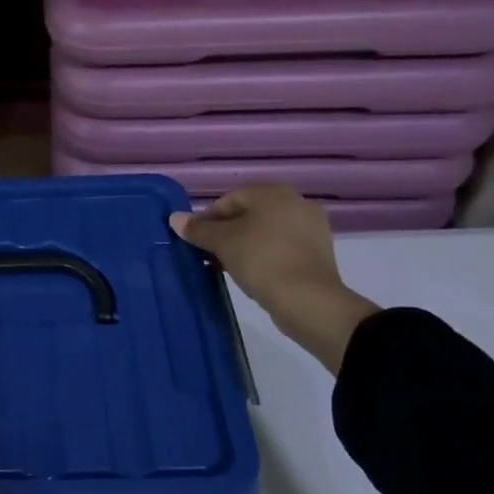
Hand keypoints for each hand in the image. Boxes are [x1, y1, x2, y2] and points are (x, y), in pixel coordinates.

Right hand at [171, 186, 378, 373]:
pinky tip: (251, 275)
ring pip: (264, 233)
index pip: (229, 200)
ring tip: (227, 267)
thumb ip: (198, 229)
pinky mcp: (318, 254)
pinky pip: (281, 249)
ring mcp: (311, 229)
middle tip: (209, 255)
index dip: (207, 219)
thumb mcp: (222, 243)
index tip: (195, 241)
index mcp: (274, 193)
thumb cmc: (261, 260)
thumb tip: (175, 218)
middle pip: (248, 215)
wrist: (309, 301)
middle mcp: (297, 203)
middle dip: (225, 233)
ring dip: (243, 246)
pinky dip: (263, 257)